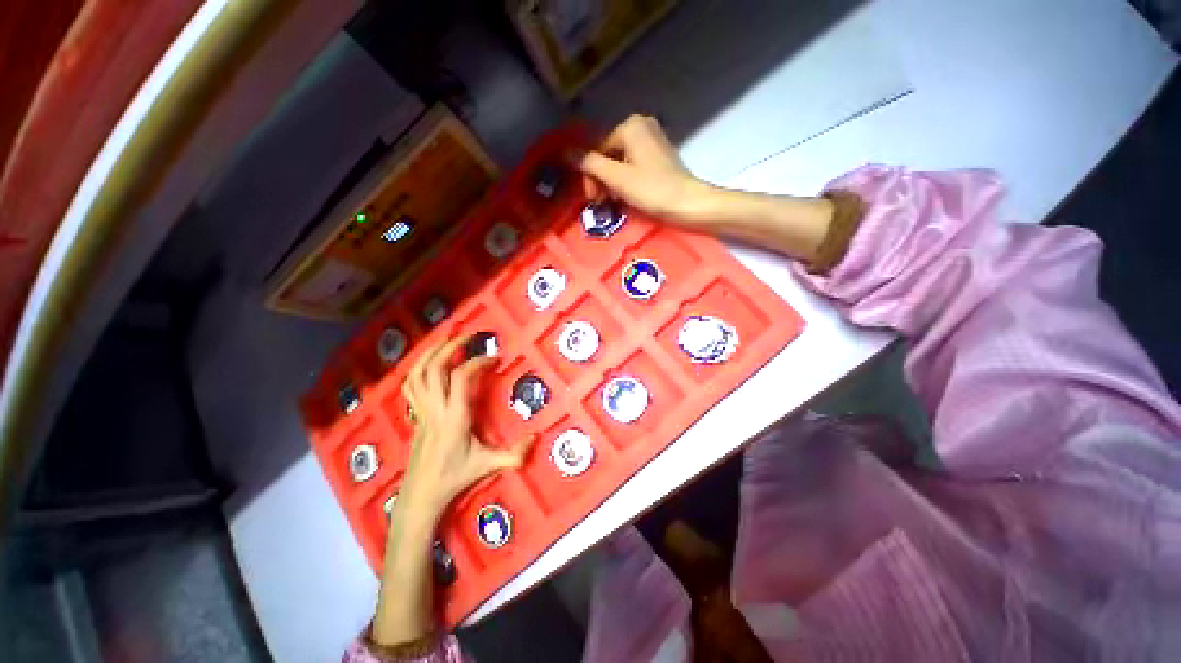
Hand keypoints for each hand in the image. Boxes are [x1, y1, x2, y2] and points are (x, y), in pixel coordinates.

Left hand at [399, 334, 533, 518]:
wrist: (421, 495)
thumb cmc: (455, 478)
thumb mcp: (487, 465)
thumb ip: (514, 454)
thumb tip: (537, 437)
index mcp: (454, 417)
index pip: (461, 378)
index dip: (477, 362)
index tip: (494, 358)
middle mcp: (435, 409)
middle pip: (435, 368)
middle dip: (450, 347)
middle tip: (468, 335)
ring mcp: (421, 411)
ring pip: (417, 374)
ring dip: (430, 353)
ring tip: (445, 340)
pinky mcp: (415, 415)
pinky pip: (410, 386)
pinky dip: (417, 368)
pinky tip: (427, 362)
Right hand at [577, 114, 712, 222]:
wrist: (686, 203)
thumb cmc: (651, 189)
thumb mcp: (616, 178)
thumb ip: (590, 164)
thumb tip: (565, 152)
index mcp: (629, 126)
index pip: (597, 151)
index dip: (590, 176)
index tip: (593, 200)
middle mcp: (641, 125)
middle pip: (608, 155)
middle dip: (601, 180)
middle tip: (602, 203)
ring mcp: (652, 139)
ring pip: (619, 162)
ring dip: (612, 183)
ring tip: (614, 202)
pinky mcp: (659, 155)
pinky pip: (633, 165)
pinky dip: (625, 181)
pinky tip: (627, 196)